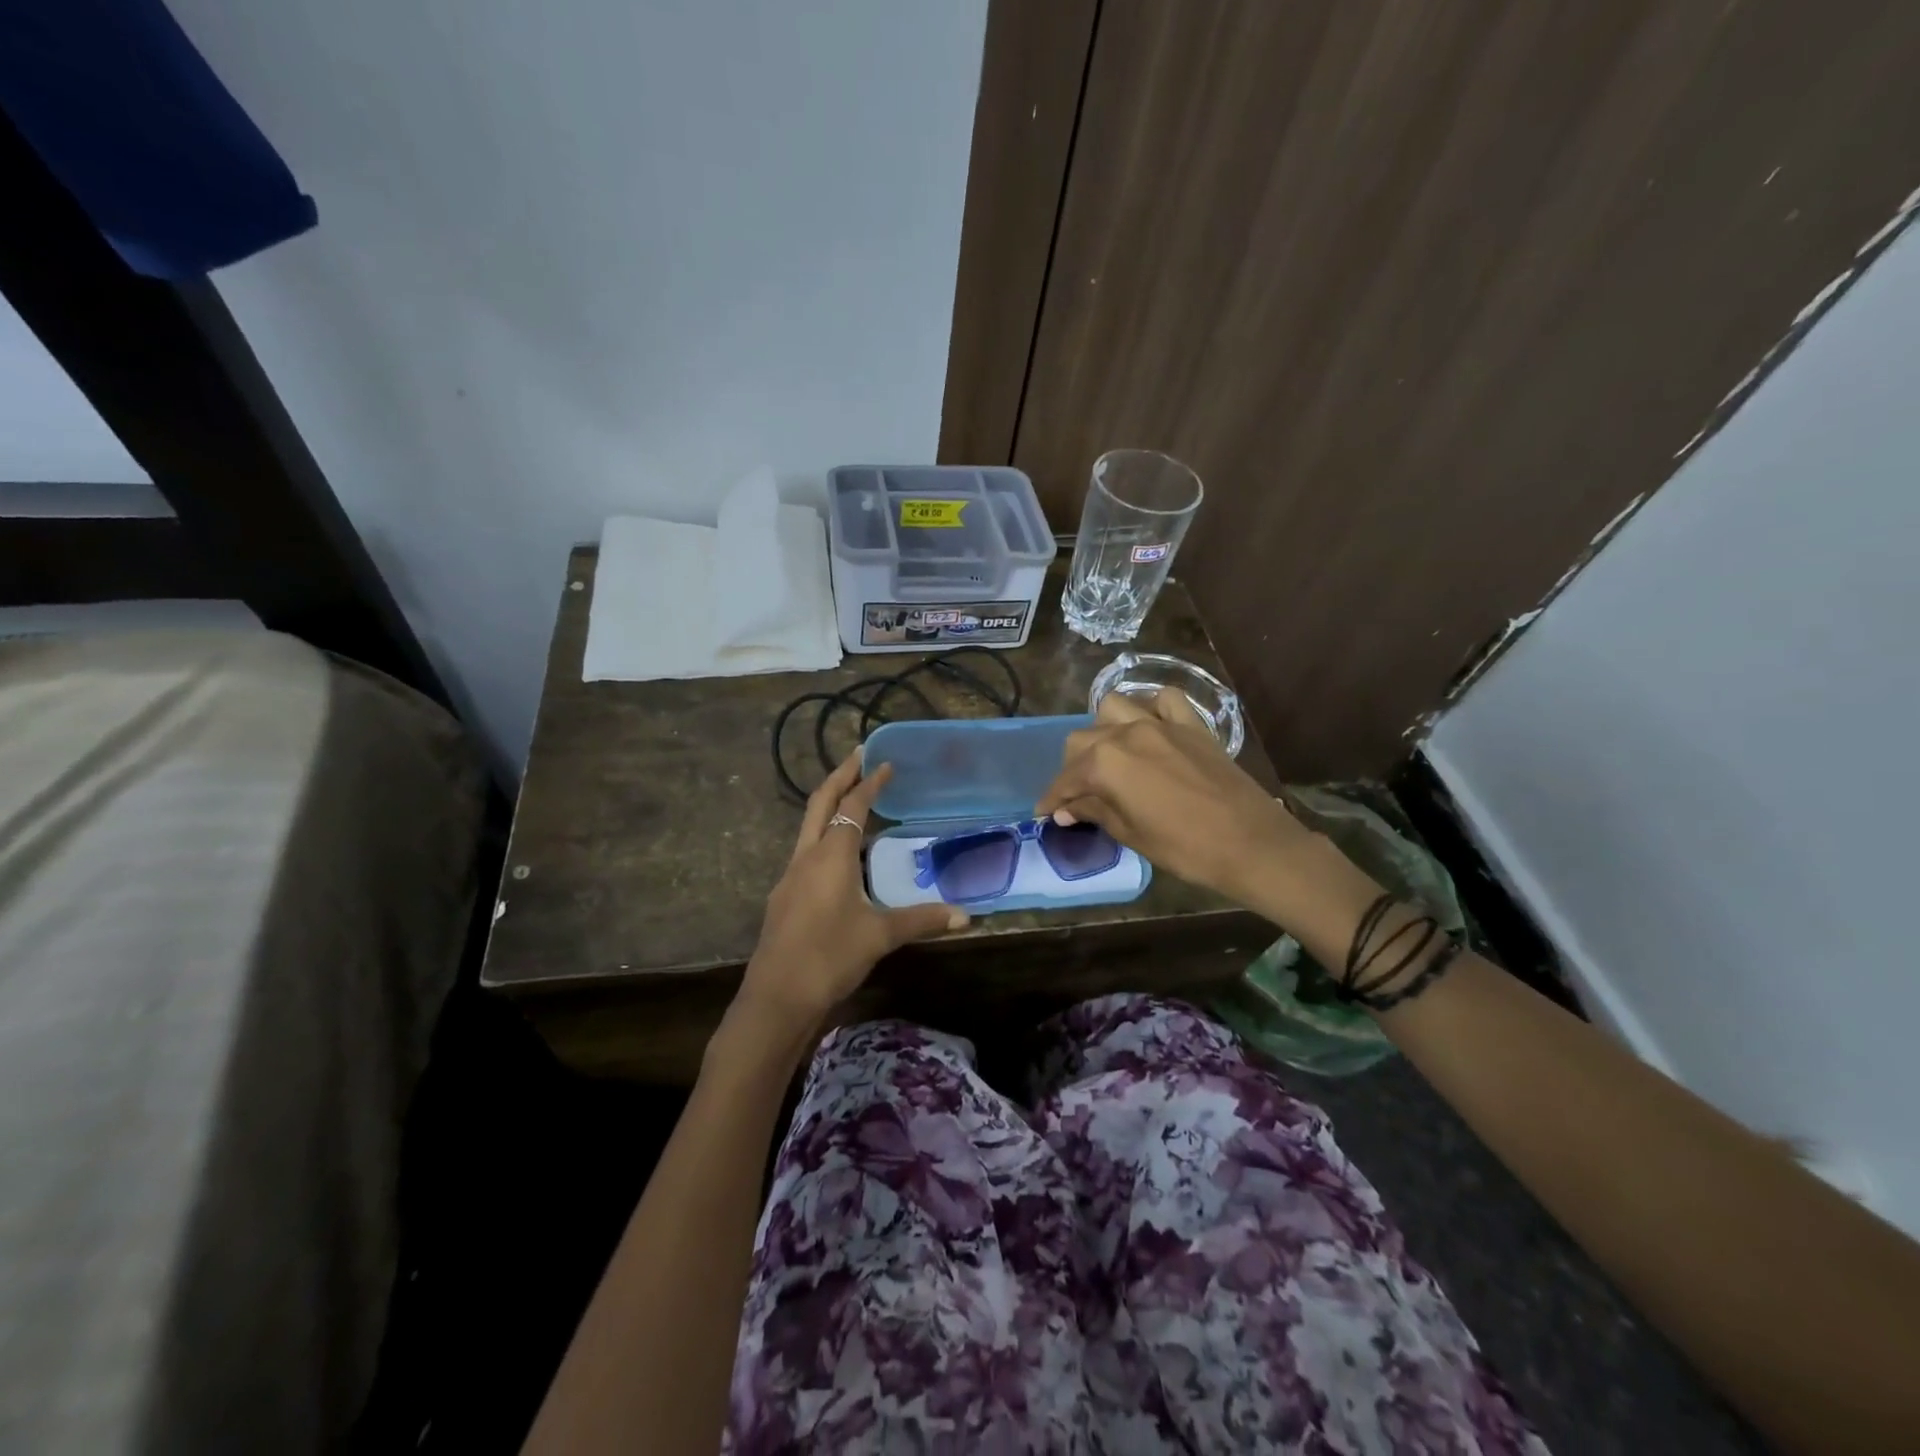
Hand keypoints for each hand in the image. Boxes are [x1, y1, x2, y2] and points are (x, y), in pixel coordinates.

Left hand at [736, 754, 965, 1029]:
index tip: (885, 763)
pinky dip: (825, 837)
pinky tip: (840, 856)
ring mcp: (791, 877)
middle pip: (820, 803)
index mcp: (831, 855)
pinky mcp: (785, 897)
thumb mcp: (880, 936)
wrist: (777, 998)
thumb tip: (965, 916)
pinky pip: (806, 852)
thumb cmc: (830, 957)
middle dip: (839, 776)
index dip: (870, 783)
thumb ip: (922, 920)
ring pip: (809, 827)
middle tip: (858, 756)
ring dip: (829, 806)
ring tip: (852, 799)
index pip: (852, 806)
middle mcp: (806, 857)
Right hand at [1035, 690, 1314, 907]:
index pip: (1066, 779)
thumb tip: (1065, 809)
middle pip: (1082, 740)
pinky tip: (1150, 728)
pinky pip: (1164, 700)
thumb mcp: (1130, 834)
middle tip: (1079, 795)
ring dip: (1104, 730)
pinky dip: (1152, 708)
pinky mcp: (1192, 725)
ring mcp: (1161, 724)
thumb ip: (1094, 812)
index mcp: (1106, 763)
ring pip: (1114, 709)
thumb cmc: (1184, 847)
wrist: (1250, 843)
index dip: (1052, 798)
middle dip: (1073, 767)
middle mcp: (1126, 733)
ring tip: (1109, 757)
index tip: (1045, 813)